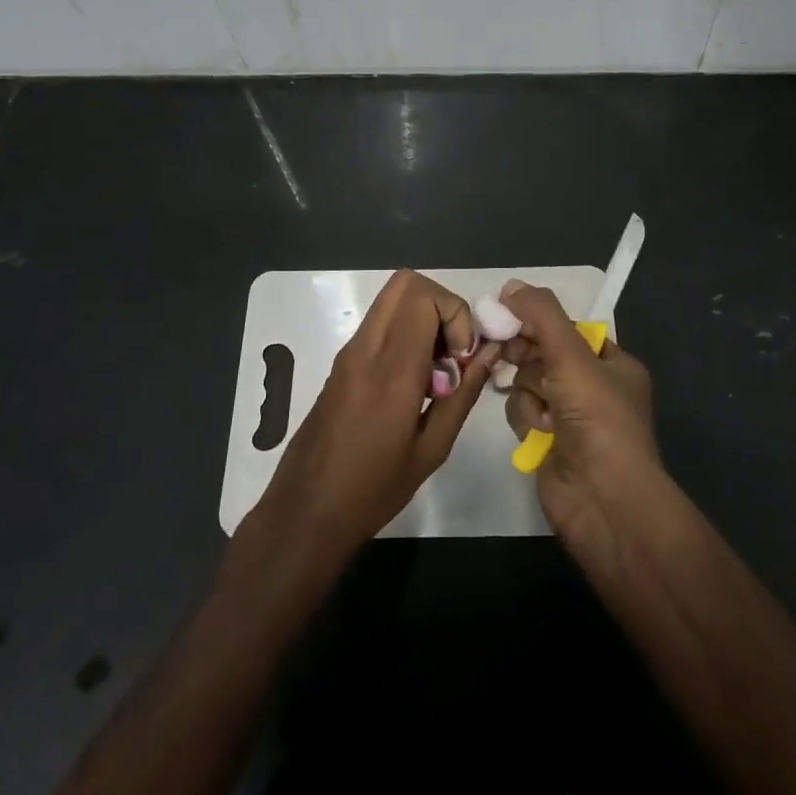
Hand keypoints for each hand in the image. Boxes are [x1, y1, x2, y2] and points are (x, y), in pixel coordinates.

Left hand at [250, 269, 498, 560]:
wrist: (305, 511)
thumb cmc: (373, 489)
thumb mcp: (431, 449)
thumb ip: (463, 394)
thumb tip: (490, 352)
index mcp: (391, 370)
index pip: (424, 297)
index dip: (456, 316)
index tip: (463, 359)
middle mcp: (366, 348)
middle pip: (406, 283)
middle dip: (442, 306)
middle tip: (453, 352)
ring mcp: (349, 351)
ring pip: (392, 299)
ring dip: (424, 318)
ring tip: (437, 370)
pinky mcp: (342, 361)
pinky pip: (381, 323)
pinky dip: (406, 332)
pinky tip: (415, 381)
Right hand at [499, 280, 660, 544]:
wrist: (604, 501)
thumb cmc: (597, 419)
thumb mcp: (571, 356)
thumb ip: (541, 315)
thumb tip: (510, 285)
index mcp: (612, 363)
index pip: (567, 329)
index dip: (538, 321)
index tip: (507, 313)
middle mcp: (593, 387)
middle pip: (543, 353)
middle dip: (526, 354)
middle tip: (503, 349)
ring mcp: (570, 417)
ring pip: (528, 382)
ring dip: (528, 392)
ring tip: (542, 411)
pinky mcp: (548, 442)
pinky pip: (523, 411)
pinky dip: (526, 418)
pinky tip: (538, 433)